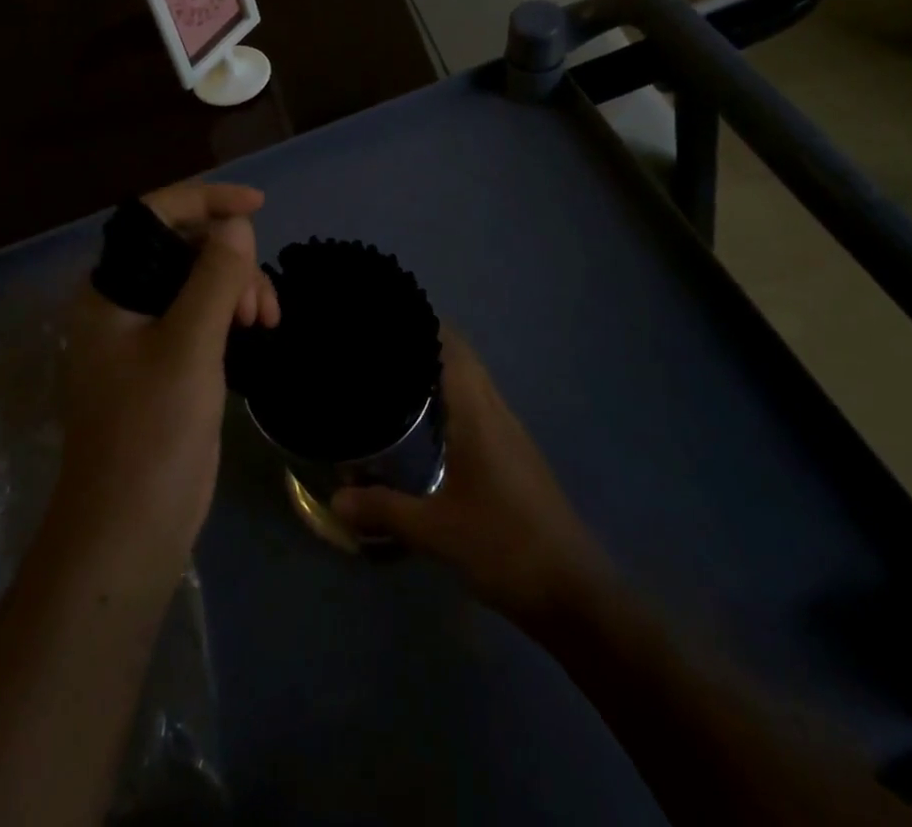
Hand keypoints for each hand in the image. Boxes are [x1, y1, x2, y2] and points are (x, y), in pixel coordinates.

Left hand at [57, 183, 278, 570]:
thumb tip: (236, 224)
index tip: (257, 205)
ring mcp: (144, 336)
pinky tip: (258, 331)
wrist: (129, 530)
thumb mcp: (188, 348)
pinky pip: (203, 315)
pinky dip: (232, 314)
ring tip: (266, 322)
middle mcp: (122, 305)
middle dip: (231, 258)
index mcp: (109, 291)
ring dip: (238, 288)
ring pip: (198, 282)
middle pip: (182, 249)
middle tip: (262, 301)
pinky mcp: (166, 364)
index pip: (154, 217)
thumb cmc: (151, 434)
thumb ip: (213, 278)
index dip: (205, 200)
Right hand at [332, 329, 614, 627]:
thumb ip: (383, 510)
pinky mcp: (517, 456)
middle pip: (462, 358)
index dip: (423, 324)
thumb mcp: (436, 531)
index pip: (451, 346)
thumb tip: (336, 499)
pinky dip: (452, 397)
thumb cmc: (504, 547)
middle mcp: (497, 412)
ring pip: (473, 382)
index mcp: (478, 413)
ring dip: (439, 370)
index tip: (386, 317)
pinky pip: (479, 406)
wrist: (575, 593)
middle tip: (379, 346)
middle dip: (424, 343)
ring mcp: (511, 433)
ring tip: (395, 375)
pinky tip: (429, 423)